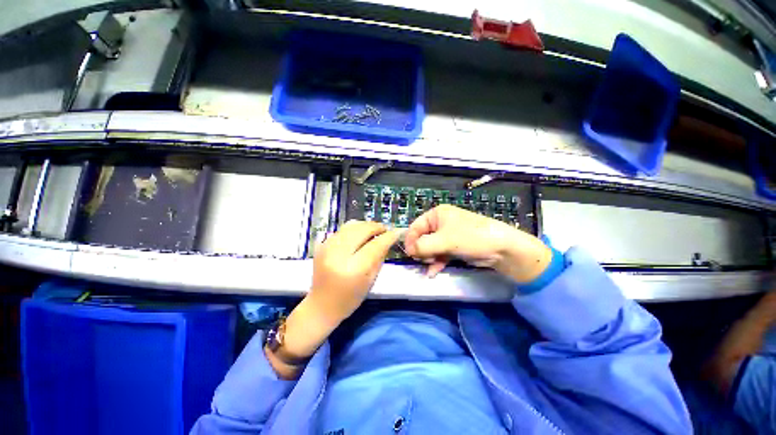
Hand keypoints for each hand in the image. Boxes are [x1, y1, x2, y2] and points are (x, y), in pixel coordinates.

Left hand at [307, 220, 398, 323]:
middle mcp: (338, 255)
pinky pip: (341, 229)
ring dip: (365, 225)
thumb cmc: (349, 298)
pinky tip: (360, 234)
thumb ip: (380, 258)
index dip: (387, 237)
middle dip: (376, 227)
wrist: (321, 304)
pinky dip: (354, 229)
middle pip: (361, 230)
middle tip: (385, 229)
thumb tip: (388, 239)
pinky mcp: (322, 245)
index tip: (396, 232)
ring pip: (351, 226)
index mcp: (353, 269)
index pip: (374, 246)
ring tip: (373, 230)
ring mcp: (327, 248)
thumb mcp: (370, 281)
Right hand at [403, 204, 551, 281]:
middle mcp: (440, 223)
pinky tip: (432, 273)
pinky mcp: (453, 247)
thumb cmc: (471, 238)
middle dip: (421, 250)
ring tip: (430, 266)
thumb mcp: (445, 240)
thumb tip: (408, 251)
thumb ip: (423, 245)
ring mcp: (447, 236)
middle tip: (422, 260)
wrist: (502, 249)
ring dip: (428, 258)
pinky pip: (439, 254)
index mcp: (437, 215)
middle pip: (422, 238)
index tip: (409, 254)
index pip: (416, 226)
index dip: (410, 240)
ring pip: (430, 248)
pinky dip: (436, 262)